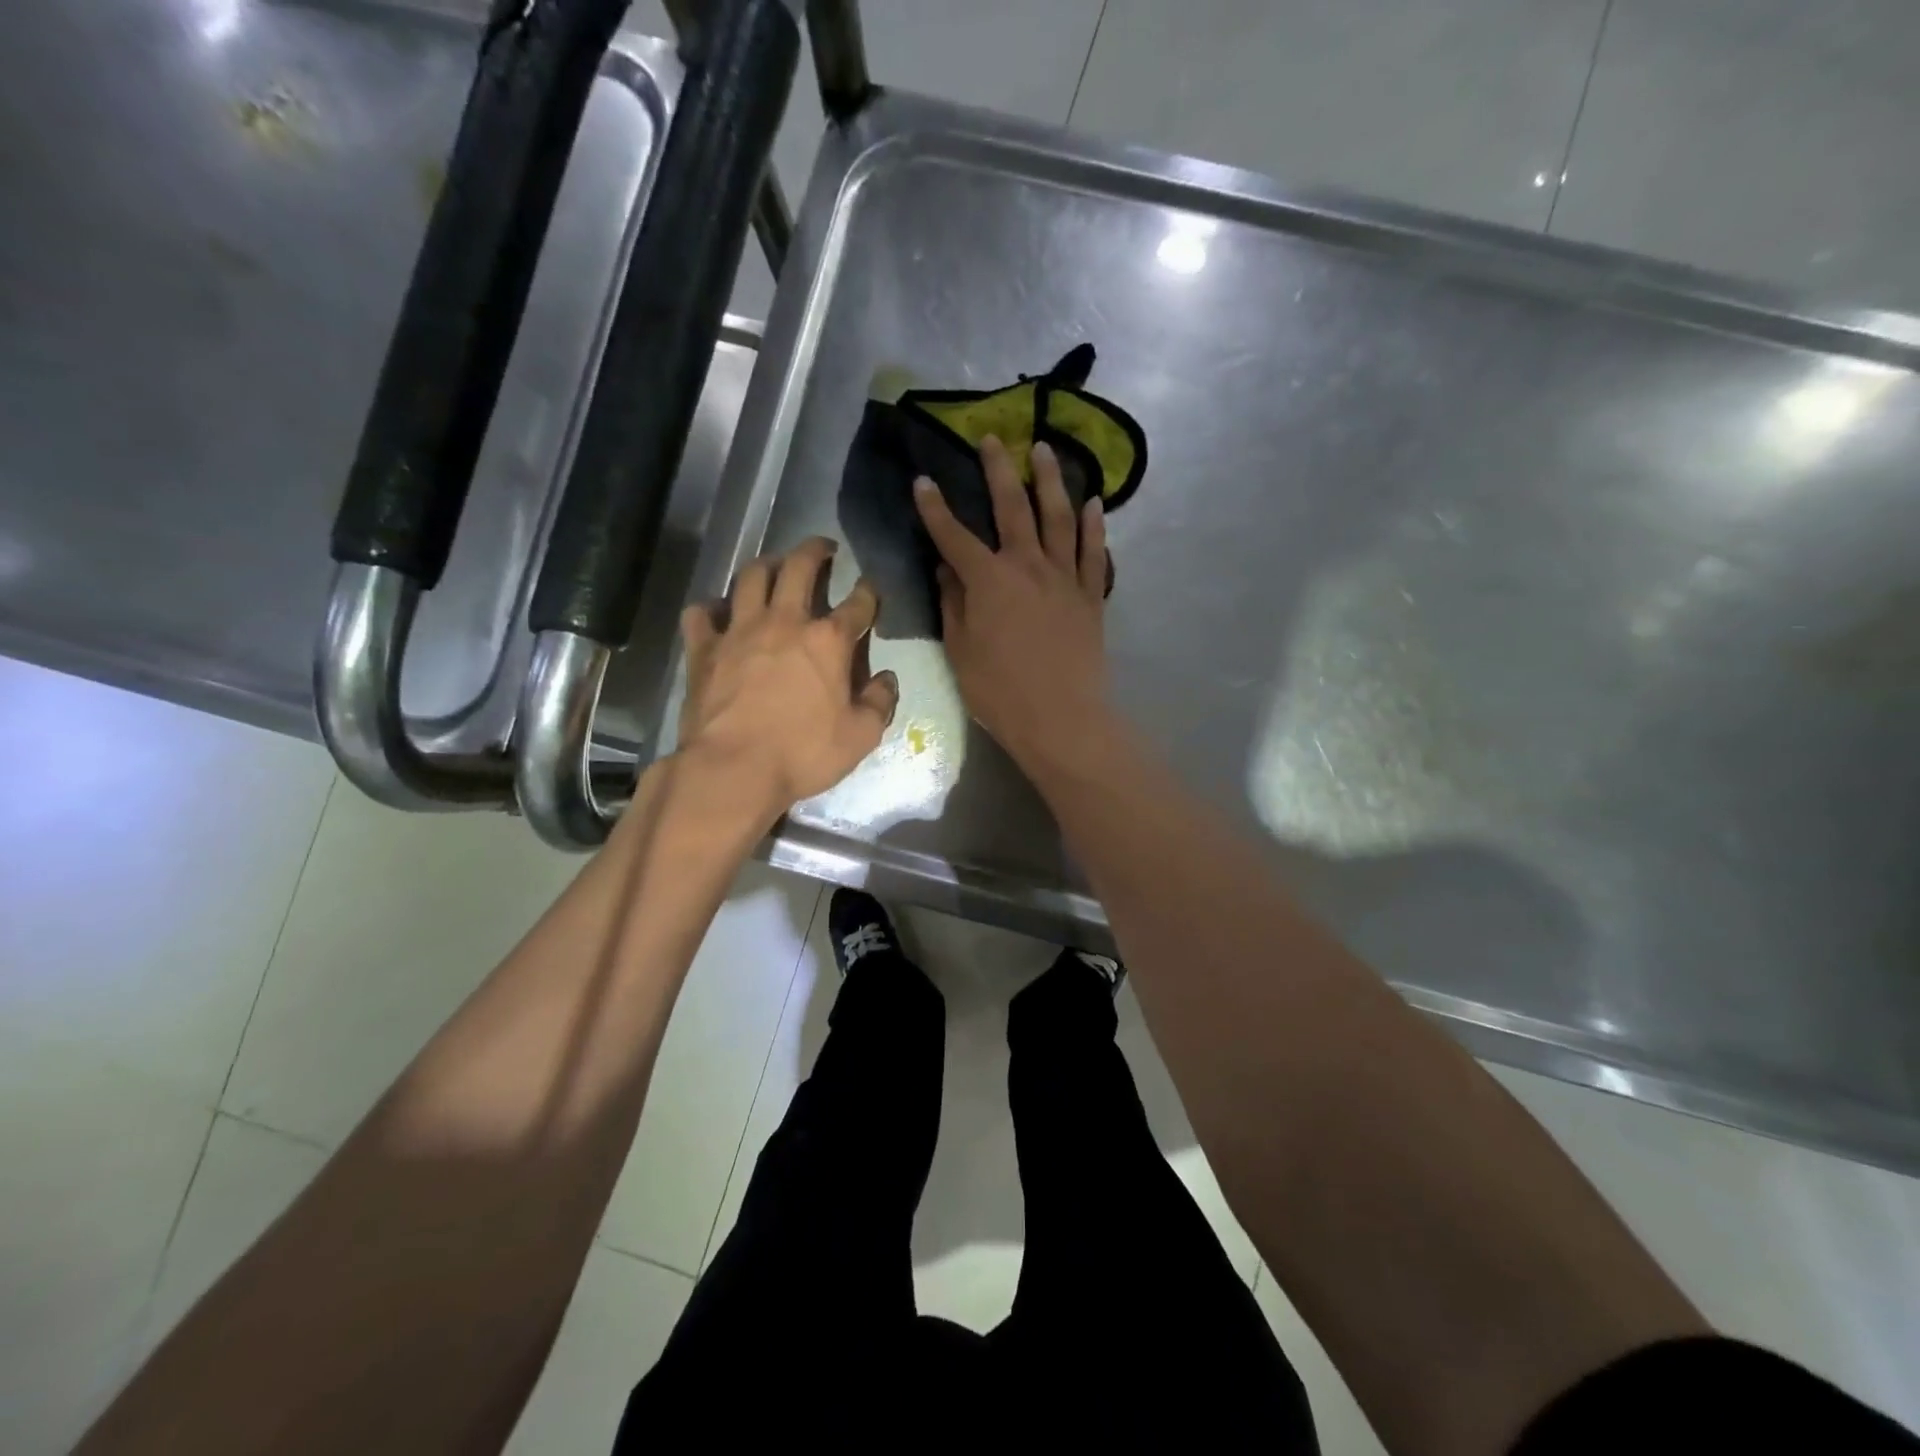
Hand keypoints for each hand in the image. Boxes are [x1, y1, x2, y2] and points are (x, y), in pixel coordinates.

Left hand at [675, 537, 899, 820]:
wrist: (733, 768)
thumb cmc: (803, 753)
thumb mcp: (861, 737)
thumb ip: (880, 703)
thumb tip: (887, 679)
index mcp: (828, 641)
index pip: (858, 604)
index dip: (869, 592)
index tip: (871, 588)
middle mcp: (784, 622)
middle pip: (799, 567)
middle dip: (814, 551)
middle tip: (822, 548)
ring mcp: (739, 631)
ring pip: (750, 577)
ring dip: (766, 565)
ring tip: (774, 565)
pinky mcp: (704, 648)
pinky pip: (702, 613)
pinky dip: (711, 607)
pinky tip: (718, 612)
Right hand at [913, 435, 1110, 773]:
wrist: (1061, 719)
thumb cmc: (1000, 692)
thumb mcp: (961, 651)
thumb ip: (953, 603)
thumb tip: (946, 568)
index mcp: (989, 581)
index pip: (954, 535)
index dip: (935, 508)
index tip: (923, 480)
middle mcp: (1028, 566)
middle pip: (1012, 508)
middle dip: (998, 470)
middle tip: (992, 437)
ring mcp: (1064, 578)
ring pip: (1058, 517)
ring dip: (1050, 480)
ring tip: (1044, 449)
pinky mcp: (1091, 595)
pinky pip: (1093, 551)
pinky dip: (1093, 524)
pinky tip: (1093, 501)